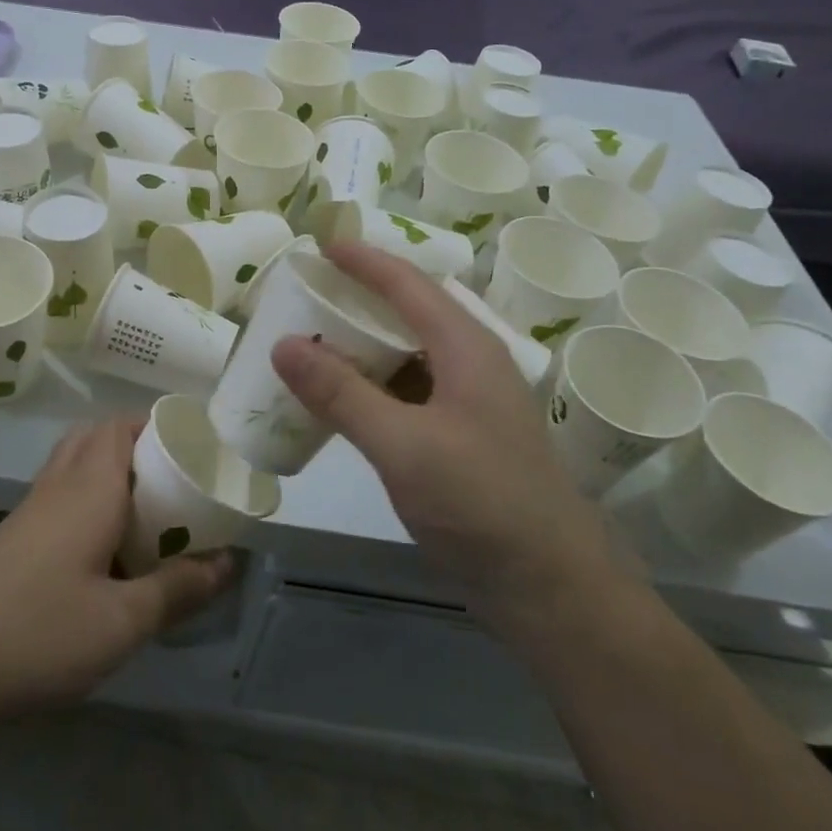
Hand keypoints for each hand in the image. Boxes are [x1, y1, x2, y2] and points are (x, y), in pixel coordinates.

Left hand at [0, 418, 235, 728]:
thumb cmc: (35, 632)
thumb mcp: (121, 622)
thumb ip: (178, 589)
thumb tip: (228, 561)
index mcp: (91, 486)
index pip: (125, 425)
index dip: (162, 426)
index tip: (197, 451)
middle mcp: (60, 483)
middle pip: (100, 436)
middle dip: (141, 446)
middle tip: (177, 483)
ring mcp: (31, 509)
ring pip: (77, 463)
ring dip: (114, 471)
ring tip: (149, 513)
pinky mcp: (13, 536)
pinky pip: (61, 494)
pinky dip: (90, 499)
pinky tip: (104, 549)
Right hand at [271, 242, 625, 644]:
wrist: (549, 587)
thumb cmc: (481, 503)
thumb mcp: (403, 445)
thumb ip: (341, 393)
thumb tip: (282, 344)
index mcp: (467, 348)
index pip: (408, 284)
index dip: (363, 260)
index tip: (319, 244)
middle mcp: (470, 363)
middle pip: (409, 311)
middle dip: (358, 297)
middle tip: (306, 292)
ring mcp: (468, 402)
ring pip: (407, 353)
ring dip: (363, 343)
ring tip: (313, 339)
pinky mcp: (460, 436)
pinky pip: (407, 390)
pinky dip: (371, 384)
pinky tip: (340, 399)